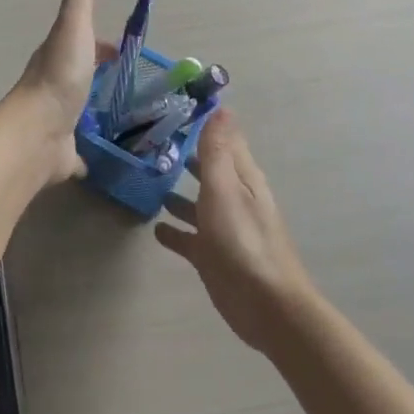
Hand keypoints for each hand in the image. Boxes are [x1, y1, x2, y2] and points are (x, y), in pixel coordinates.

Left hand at [4, 0, 108, 182]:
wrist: (38, 132)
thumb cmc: (60, 76)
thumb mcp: (73, 28)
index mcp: (57, 58)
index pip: (81, 45)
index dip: (100, 45)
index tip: (122, 51)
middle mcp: (54, 88)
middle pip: (80, 77)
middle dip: (99, 76)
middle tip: (129, 84)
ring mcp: (57, 121)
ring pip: (78, 112)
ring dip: (94, 110)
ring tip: (125, 118)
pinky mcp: (62, 153)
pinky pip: (77, 152)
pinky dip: (87, 153)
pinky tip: (101, 159)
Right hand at [156, 111, 315, 352]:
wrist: (265, 306)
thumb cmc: (243, 240)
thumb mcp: (225, 188)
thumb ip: (218, 151)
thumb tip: (221, 107)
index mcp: (242, 178)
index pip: (225, 140)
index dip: (206, 123)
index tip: (176, 107)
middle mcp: (234, 198)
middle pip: (208, 170)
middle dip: (186, 156)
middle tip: (151, 141)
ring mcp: (223, 228)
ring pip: (197, 202)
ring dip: (177, 192)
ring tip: (148, 178)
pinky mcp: (212, 255)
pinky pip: (189, 237)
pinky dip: (174, 230)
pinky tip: (154, 228)